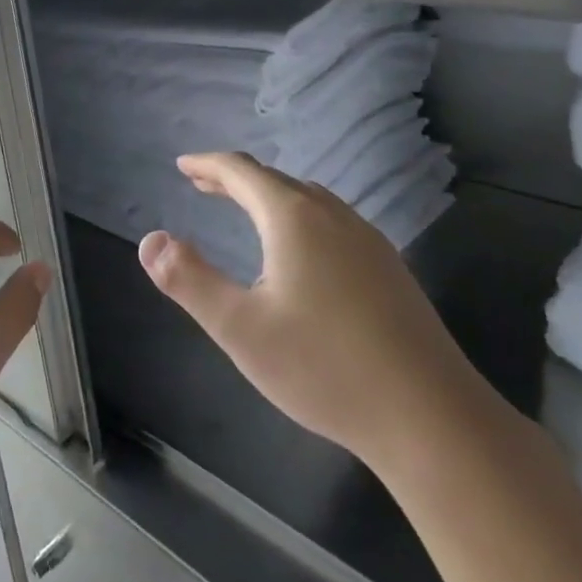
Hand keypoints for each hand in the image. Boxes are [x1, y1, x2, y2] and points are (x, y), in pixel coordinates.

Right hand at [139, 152, 487, 474]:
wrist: (431, 417)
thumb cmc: (324, 367)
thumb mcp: (239, 327)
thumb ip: (189, 280)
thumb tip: (151, 240)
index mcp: (294, 219)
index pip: (242, 172)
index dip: (208, 164)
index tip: (182, 165)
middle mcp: (334, 217)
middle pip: (277, 181)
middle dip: (235, 179)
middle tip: (203, 185)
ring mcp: (369, 242)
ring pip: (310, 200)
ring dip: (270, 196)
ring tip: (245, 210)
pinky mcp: (390, 270)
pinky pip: (333, 223)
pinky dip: (300, 217)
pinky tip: (301, 252)